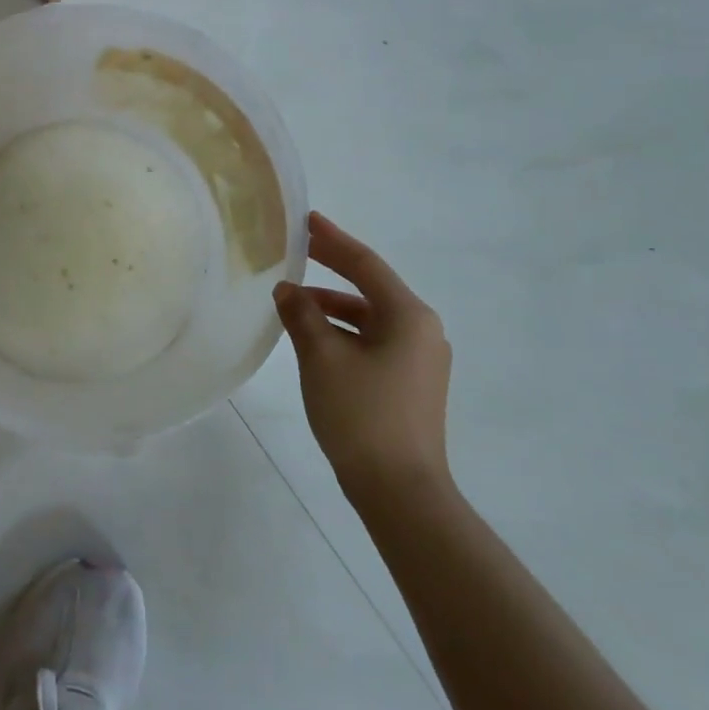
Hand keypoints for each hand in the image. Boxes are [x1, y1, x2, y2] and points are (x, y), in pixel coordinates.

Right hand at [273, 212, 451, 505]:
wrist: (400, 490)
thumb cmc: (361, 413)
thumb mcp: (322, 357)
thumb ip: (302, 314)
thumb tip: (287, 289)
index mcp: (408, 316)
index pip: (365, 264)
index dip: (333, 240)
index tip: (307, 219)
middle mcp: (420, 330)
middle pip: (370, 286)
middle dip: (332, 266)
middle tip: (298, 247)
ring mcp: (418, 358)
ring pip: (369, 316)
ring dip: (332, 304)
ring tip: (292, 300)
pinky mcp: (409, 382)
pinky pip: (372, 339)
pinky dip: (342, 330)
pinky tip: (313, 337)